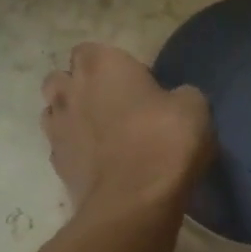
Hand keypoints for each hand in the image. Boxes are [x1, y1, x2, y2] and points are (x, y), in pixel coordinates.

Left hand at [42, 44, 213, 215]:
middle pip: (64, 78)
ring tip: (105, 134)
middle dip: (82, 87)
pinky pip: (63, 147)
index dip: (114, 65)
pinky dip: (78, 150)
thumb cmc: (165, 141)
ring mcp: (57, 128)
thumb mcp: (194, 107)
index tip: (138, 84)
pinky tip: (102, 163)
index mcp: (101, 65)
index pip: (93, 49)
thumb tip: (173, 100)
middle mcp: (70, 90)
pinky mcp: (56, 164)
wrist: (135, 201)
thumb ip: (178, 94)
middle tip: (116, 105)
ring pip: (55, 111)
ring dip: (75, 117)